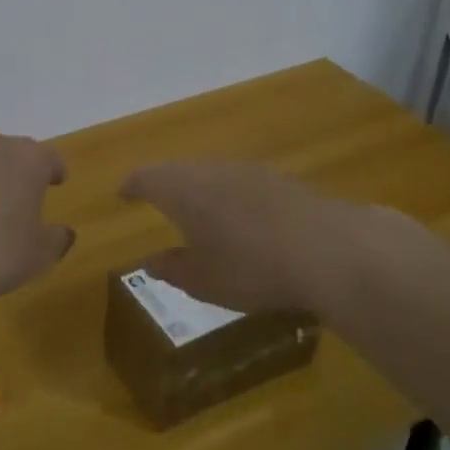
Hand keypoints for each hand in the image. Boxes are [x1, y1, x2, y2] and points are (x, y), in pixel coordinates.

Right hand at [119, 161, 354, 314]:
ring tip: (198, 210)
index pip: (146, 177)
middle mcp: (212, 170)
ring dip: (201, 188)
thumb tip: (152, 261)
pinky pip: (242, 182)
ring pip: (213, 173)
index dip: (132, 185)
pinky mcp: (282, 180)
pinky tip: (242, 217)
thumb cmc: (249, 267)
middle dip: (165, 183)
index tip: (122, 194)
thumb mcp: (203, 280)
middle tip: (157, 199)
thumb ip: (173, 268)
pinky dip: (231, 195)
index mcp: (182, 190)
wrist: (327, 249)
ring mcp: (250, 171)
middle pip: (179, 169)